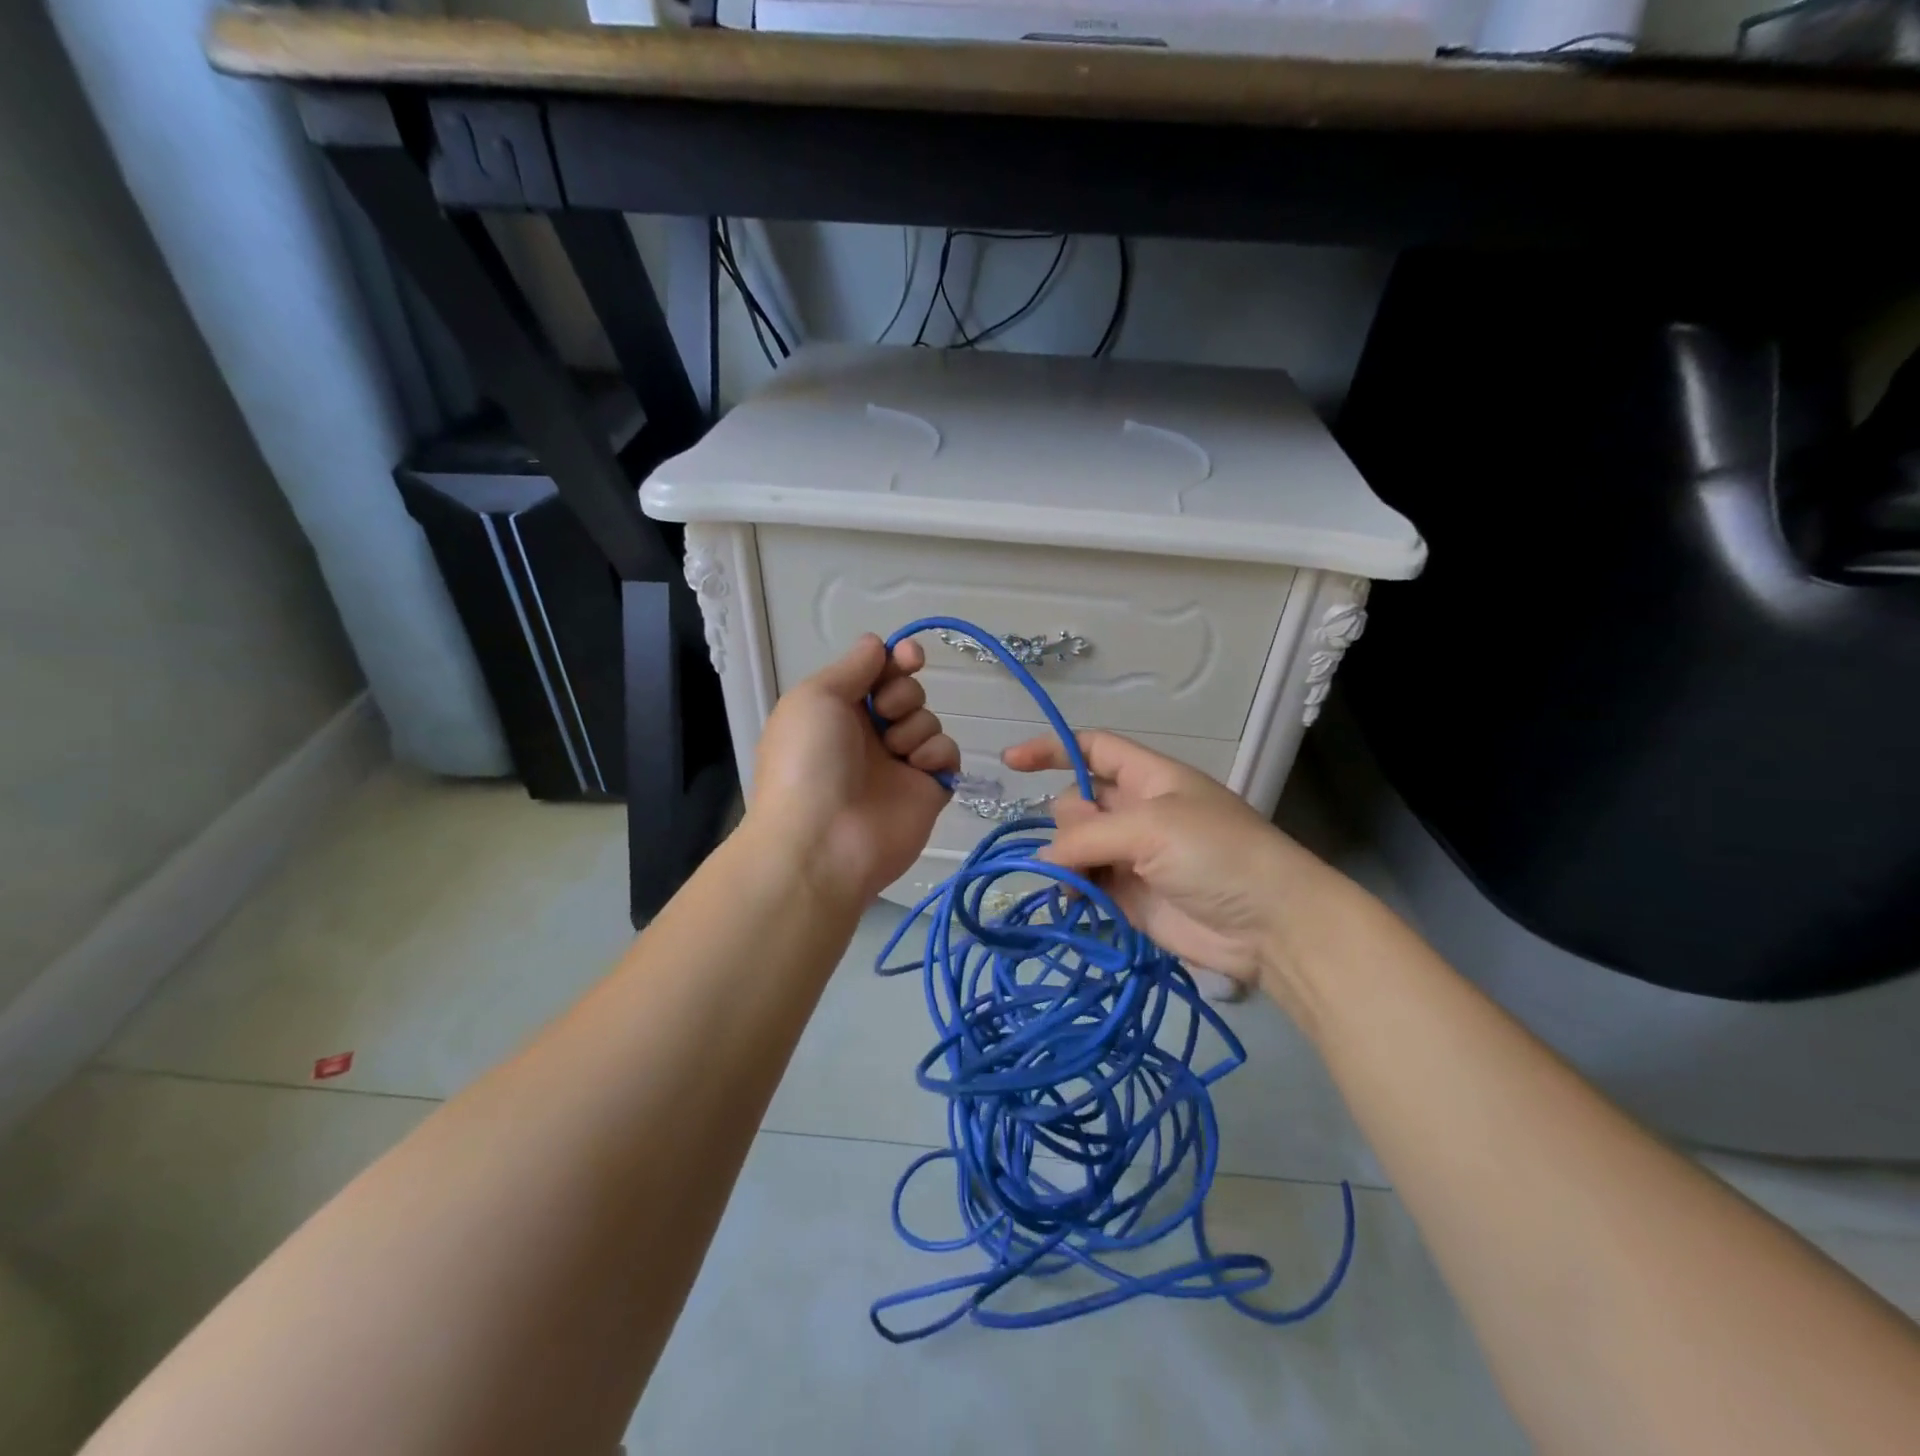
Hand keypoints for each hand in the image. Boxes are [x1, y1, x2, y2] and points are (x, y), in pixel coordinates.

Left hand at [746, 634, 958, 905]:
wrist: (824, 842)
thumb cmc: (809, 762)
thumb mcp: (815, 697)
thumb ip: (853, 665)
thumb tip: (878, 644)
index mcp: (837, 710)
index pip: (877, 672)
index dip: (896, 659)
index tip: (909, 656)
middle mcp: (868, 734)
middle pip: (907, 691)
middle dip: (902, 694)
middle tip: (883, 715)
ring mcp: (899, 763)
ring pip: (929, 720)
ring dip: (915, 726)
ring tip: (895, 752)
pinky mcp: (927, 789)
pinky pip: (947, 754)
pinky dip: (937, 754)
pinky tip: (918, 768)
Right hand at [1001, 730, 1337, 995]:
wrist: (1268, 925)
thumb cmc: (1216, 854)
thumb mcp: (1152, 826)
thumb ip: (1089, 836)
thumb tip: (1045, 858)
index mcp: (1149, 777)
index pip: (1092, 749)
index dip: (1052, 749)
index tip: (1010, 761)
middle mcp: (1137, 811)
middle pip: (1077, 801)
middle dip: (1069, 821)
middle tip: (1089, 846)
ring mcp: (1132, 855)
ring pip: (1075, 845)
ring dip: (1065, 858)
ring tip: (1077, 881)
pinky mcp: (1128, 897)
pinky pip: (1084, 883)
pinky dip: (1072, 888)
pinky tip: (1075, 899)